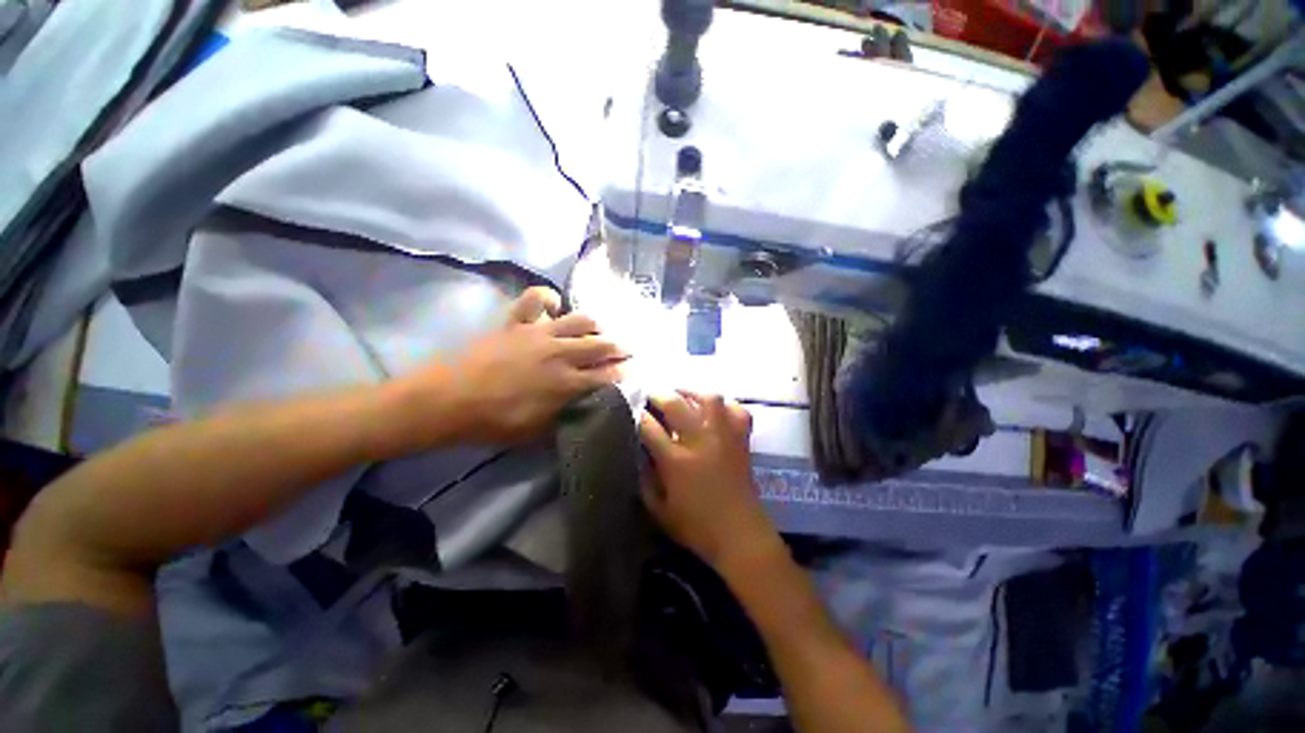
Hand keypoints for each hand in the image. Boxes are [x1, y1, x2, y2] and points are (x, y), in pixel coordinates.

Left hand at [403, 287, 628, 444]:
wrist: (446, 400)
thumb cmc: (494, 422)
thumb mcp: (537, 433)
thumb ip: (567, 417)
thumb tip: (586, 407)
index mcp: (567, 383)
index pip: (608, 375)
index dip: (624, 374)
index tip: (632, 373)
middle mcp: (560, 354)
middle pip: (601, 344)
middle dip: (620, 348)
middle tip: (627, 351)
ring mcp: (539, 333)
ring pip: (580, 319)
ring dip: (596, 324)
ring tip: (600, 329)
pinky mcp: (517, 322)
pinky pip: (536, 298)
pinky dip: (548, 298)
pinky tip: (555, 306)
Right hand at [639, 392, 780, 570]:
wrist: (740, 535)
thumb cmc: (696, 527)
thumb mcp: (659, 510)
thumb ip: (645, 480)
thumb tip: (640, 453)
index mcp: (676, 461)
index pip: (649, 427)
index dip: (639, 415)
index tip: (634, 411)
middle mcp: (699, 441)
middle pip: (675, 403)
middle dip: (659, 395)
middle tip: (652, 396)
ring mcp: (723, 436)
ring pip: (709, 399)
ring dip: (692, 392)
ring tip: (682, 395)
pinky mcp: (741, 439)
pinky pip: (737, 410)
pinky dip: (726, 406)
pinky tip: (715, 410)